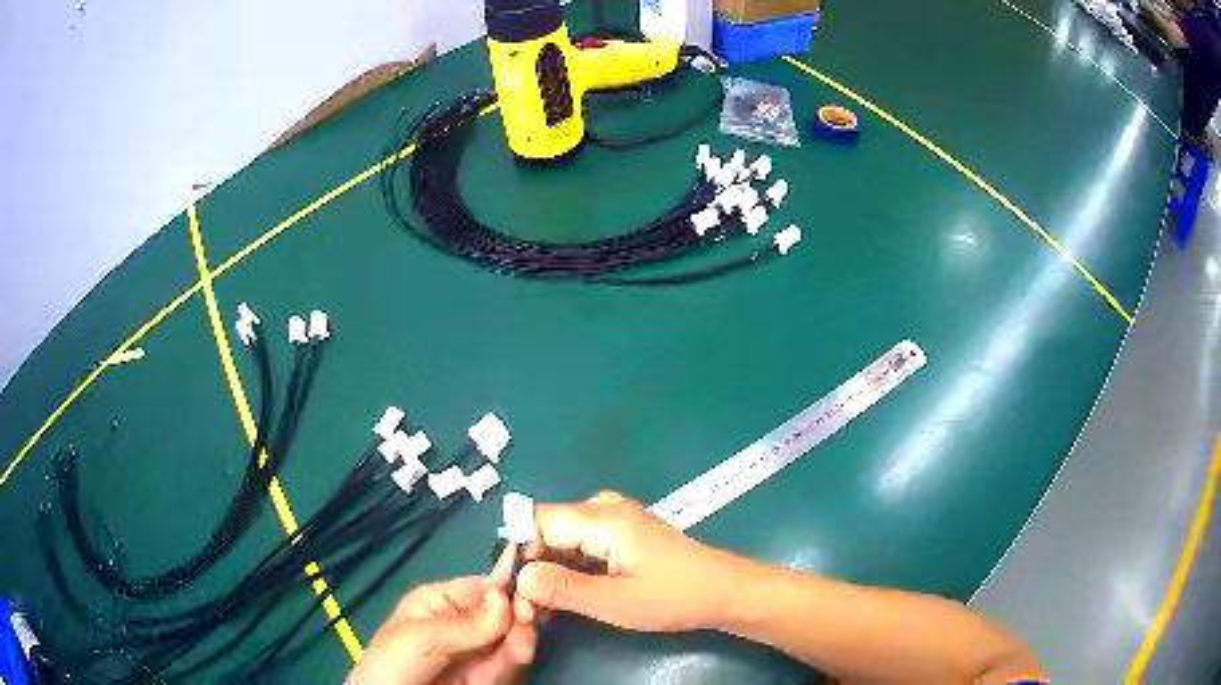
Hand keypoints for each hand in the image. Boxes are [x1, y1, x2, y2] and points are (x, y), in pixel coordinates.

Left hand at [348, 548, 536, 684]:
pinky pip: (512, 662)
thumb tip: (508, 595)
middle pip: (505, 611)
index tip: (532, 589)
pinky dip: (519, 656)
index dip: (509, 585)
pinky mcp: (489, 676)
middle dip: (520, 612)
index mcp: (441, 601)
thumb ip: (467, 623)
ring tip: (522, 641)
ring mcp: (479, 651)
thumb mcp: (421, 638)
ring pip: (514, 636)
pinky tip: (520, 652)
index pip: (484, 586)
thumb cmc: (394, 663)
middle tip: (531, 617)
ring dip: (523, 636)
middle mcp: (466, 623)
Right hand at [515, 492, 745, 631]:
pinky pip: (580, 545)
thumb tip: (518, 577)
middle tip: (527, 611)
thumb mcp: (616, 602)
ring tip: (541, 610)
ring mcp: (614, 519)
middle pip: (546, 530)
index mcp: (601, 518)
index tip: (510, 591)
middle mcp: (603, 509)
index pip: (535, 521)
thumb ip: (563, 588)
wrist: (724, 591)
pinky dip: (567, 569)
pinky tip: (565, 597)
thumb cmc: (674, 597)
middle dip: (530, 568)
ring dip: (547, 572)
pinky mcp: (622, 534)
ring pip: (561, 539)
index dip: (516, 554)